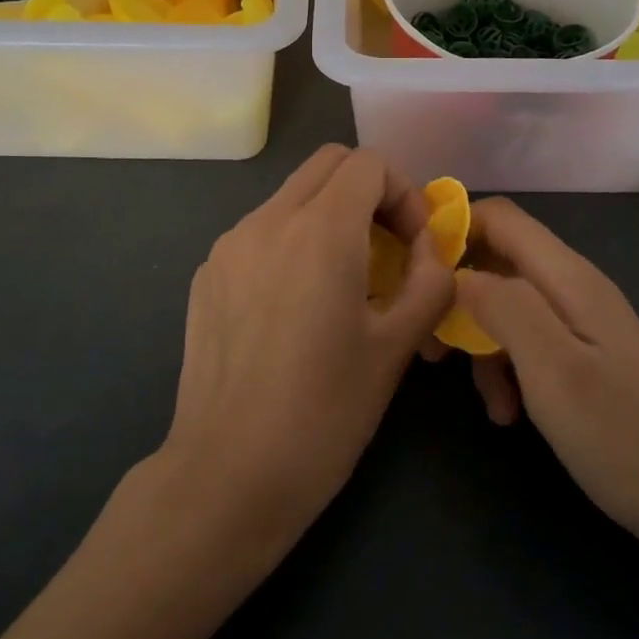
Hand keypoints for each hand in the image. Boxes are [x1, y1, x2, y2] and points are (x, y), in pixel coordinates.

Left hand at [161, 144, 453, 549]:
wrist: (229, 474)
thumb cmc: (325, 413)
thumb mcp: (396, 347)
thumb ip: (429, 282)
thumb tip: (432, 252)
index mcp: (319, 232)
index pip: (369, 163)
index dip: (405, 194)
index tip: (414, 247)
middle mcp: (266, 222)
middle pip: (328, 164)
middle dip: (369, 193)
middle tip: (387, 250)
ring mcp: (228, 247)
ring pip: (291, 196)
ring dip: (329, 217)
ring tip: (344, 284)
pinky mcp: (207, 276)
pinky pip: (259, 232)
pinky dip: (291, 243)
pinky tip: (296, 308)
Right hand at [453, 198, 638, 550]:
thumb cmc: (623, 435)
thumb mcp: (552, 368)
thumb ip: (503, 306)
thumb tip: (457, 272)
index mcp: (568, 277)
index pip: (500, 217)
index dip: (453, 229)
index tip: (412, 271)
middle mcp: (573, 289)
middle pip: (498, 262)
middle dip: (458, 297)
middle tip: (432, 349)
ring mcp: (581, 325)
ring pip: (508, 308)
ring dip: (482, 344)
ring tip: (485, 401)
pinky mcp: (584, 359)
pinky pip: (529, 344)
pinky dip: (508, 370)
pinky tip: (509, 414)